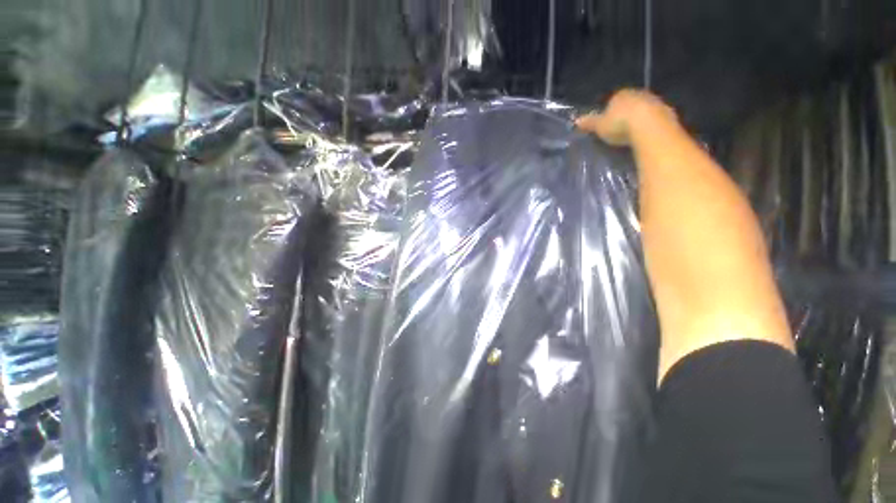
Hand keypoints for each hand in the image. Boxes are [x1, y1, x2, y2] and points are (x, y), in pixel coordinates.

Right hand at [575, 89, 677, 146]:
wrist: (650, 127)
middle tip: (619, 129)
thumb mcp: (600, 126)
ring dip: (638, 119)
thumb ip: (589, 123)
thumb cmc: (620, 124)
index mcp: (620, 95)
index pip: (613, 100)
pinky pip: (654, 118)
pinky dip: (649, 125)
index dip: (609, 111)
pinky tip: (645, 136)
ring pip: (643, 110)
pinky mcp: (667, 113)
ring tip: (632, 134)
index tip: (606, 123)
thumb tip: (576, 121)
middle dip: (625, 114)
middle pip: (630, 104)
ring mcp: (654, 102)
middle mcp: (638, 94)